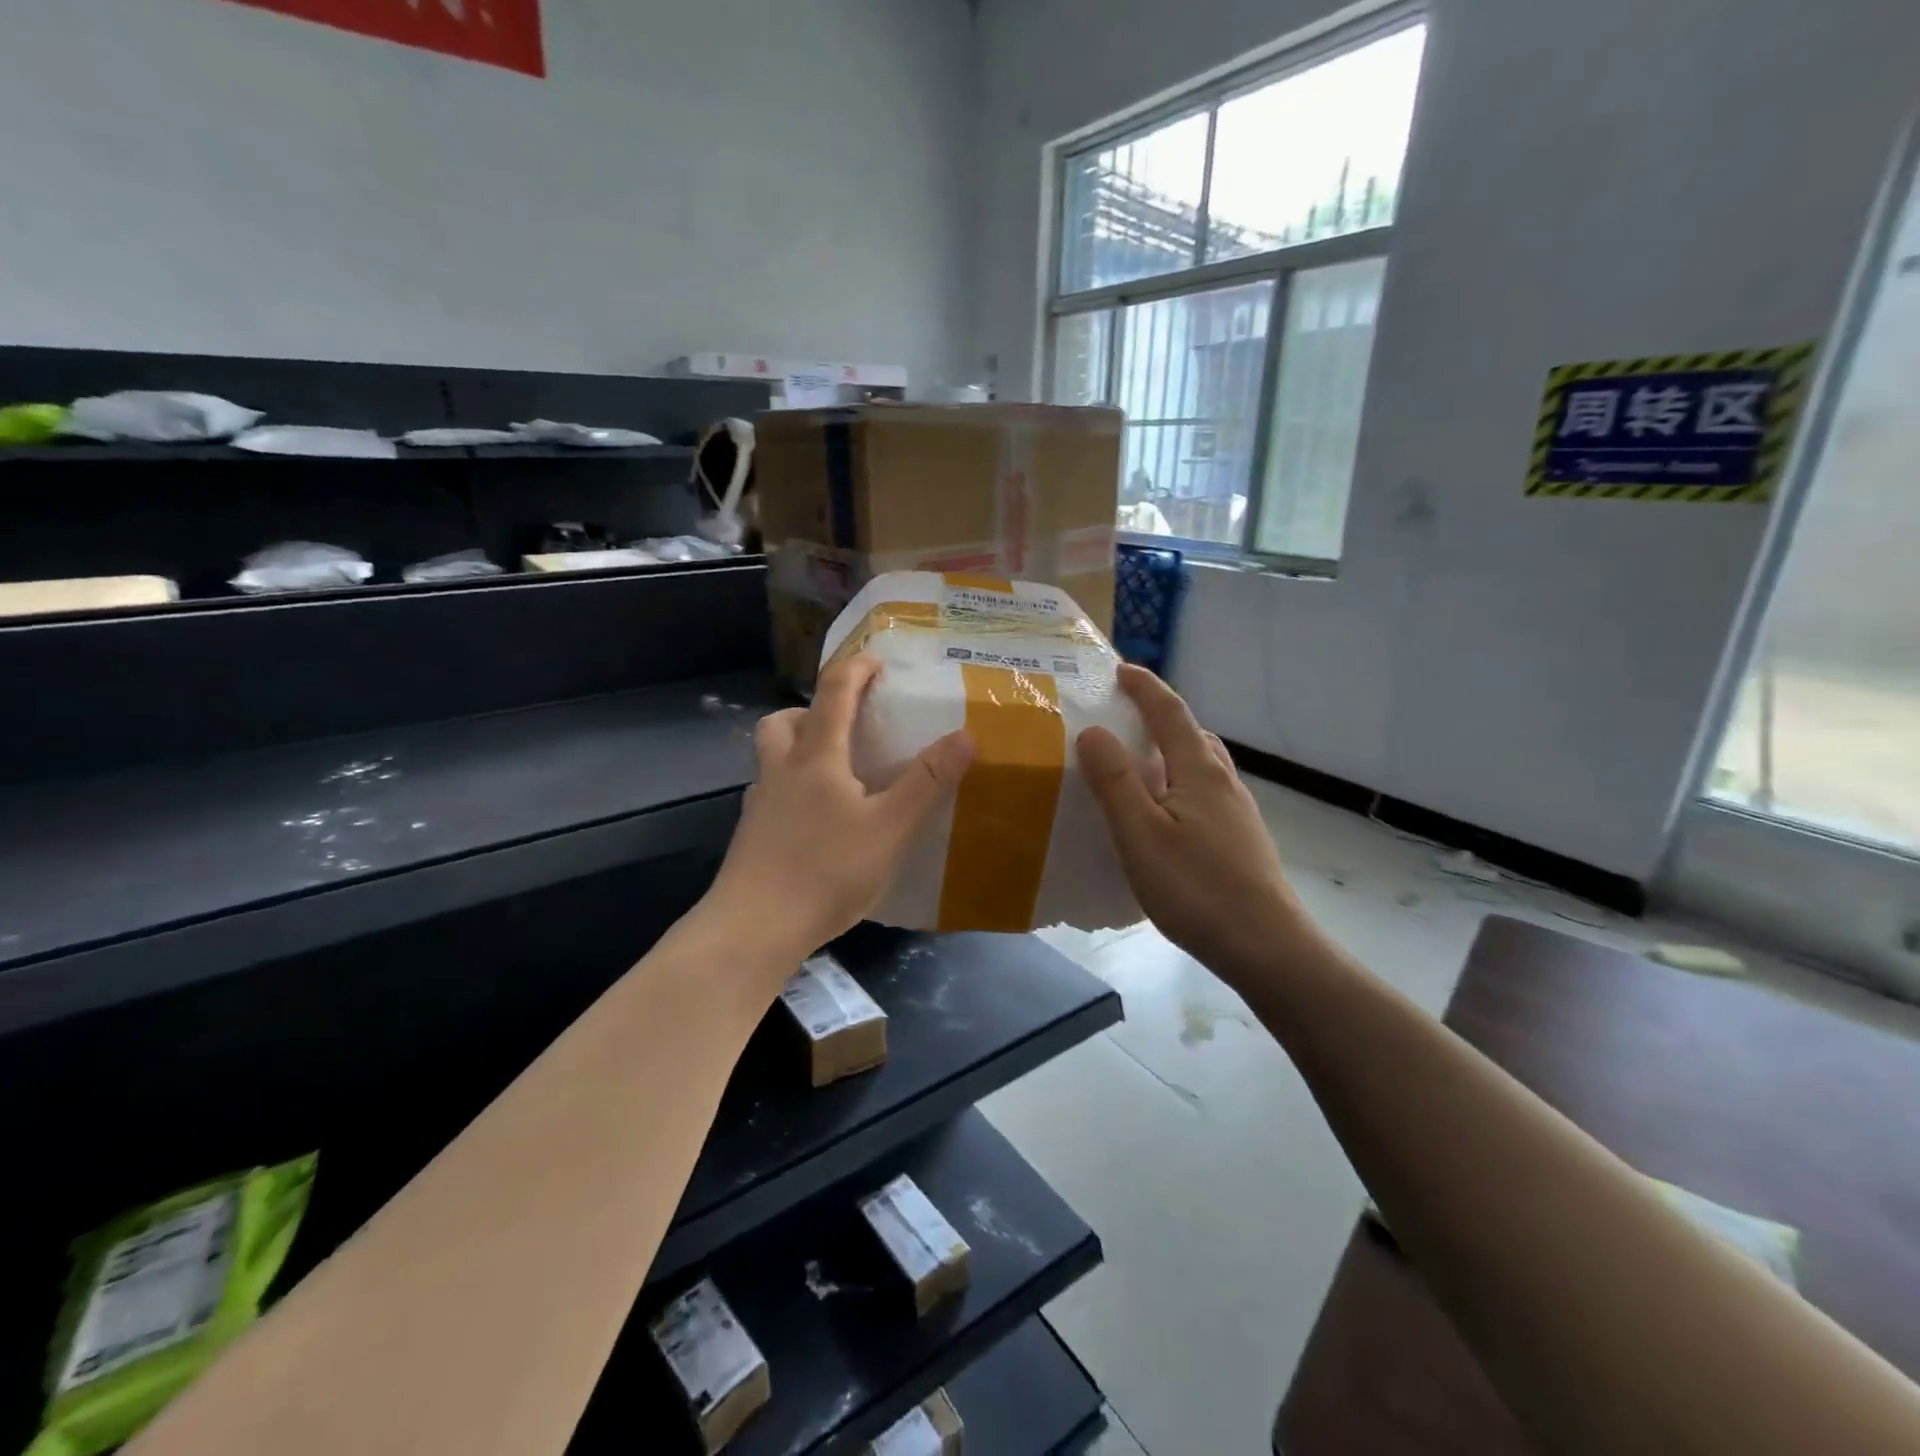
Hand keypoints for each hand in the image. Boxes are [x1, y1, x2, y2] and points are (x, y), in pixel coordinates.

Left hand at [705, 655, 972, 969]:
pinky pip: (772, 794)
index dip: (856, 668)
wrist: (754, 928)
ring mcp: (760, 805)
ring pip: (773, 757)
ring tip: (837, 774)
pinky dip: (794, 790)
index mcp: (816, 756)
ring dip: (799, 748)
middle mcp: (781, 770)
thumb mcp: (890, 827)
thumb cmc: (826, 870)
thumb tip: (964, 735)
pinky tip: (819, 822)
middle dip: (814, 710)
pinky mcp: (752, 836)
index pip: (833, 692)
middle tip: (846, 725)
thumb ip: (927, 782)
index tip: (878, 661)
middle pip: (785, 720)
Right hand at [1077, 666, 1303, 982]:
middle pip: (1191, 734)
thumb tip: (1094, 731)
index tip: (1121, 669)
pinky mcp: (1240, 841)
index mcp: (1199, 770)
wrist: (1267, 947)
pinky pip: (1204, 794)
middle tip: (1124, 717)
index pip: (1170, 713)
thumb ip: (1115, 780)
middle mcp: (1223, 782)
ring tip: (1139, 765)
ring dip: (1171, 752)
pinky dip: (1178, 784)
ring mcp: (1237, 813)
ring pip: (1201, 766)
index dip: (1145, 688)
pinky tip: (1164, 817)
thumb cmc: (1196, 887)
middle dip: (1159, 717)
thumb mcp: (1140, 833)